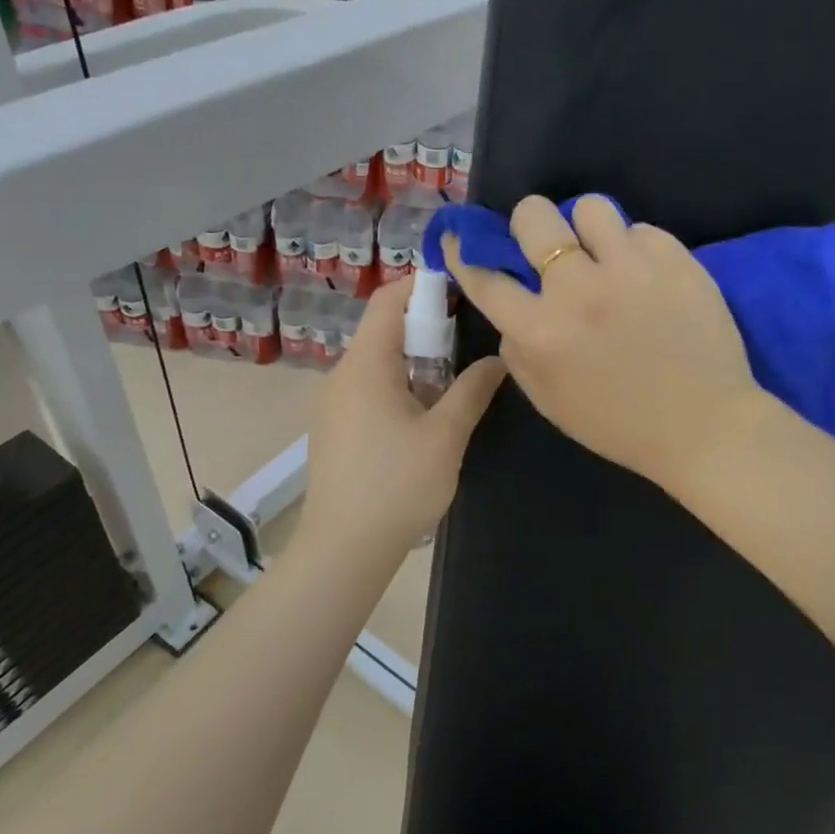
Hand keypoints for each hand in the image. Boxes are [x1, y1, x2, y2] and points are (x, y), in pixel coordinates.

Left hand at [297, 276, 505, 555]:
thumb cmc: (397, 485)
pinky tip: (429, 412)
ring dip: (418, 358)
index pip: (388, 299)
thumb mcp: (446, 435)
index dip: (424, 284)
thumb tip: (499, 359)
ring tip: (459, 375)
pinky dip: (402, 383)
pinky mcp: (337, 428)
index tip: (464, 288)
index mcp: (365, 364)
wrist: (344, 549)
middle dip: (428, 325)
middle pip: (384, 328)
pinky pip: (371, 387)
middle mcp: (343, 374)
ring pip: (379, 361)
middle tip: (472, 337)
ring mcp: (335, 403)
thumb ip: (473, 390)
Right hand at [444, 195, 761, 486]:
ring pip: (591, 207)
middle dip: (529, 224)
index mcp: (541, 331)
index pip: (484, 275)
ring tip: (604, 254)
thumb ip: (518, 351)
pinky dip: (636, 249)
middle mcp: (579, 290)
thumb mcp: (549, 401)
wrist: (703, 427)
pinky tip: (646, 277)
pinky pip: (641, 230)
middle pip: (534, 216)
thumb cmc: (620, 424)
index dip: (464, 251)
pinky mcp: (676, 261)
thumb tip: (513, 309)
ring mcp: (631, 269)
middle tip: (547, 245)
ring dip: (588, 229)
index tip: (460, 237)